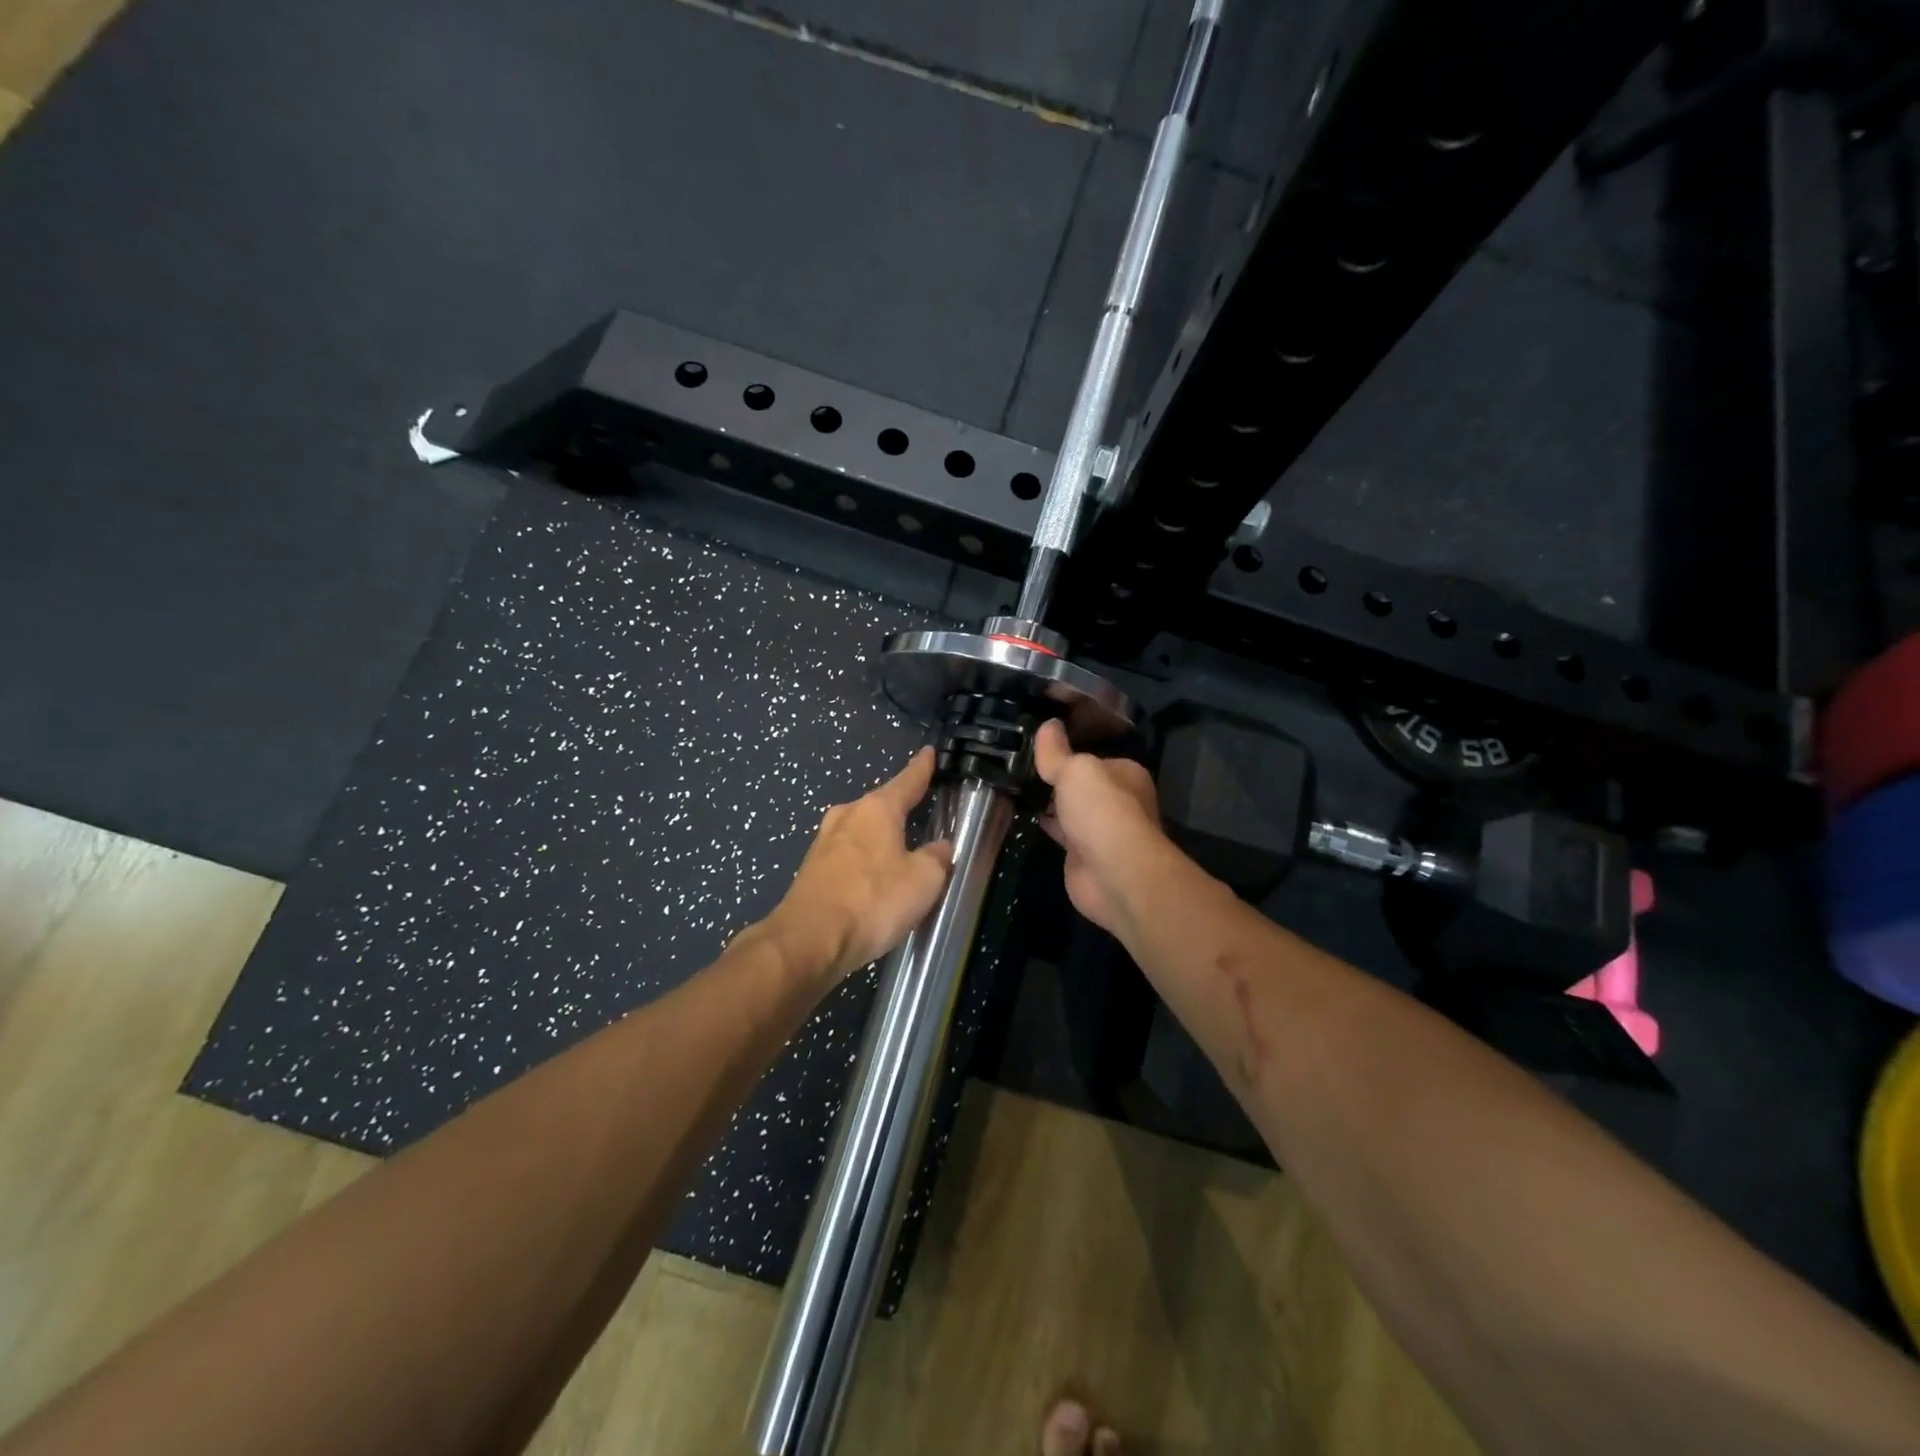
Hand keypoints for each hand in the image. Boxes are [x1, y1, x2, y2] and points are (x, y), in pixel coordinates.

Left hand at [767, 747, 952, 983]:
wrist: (809, 940)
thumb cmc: (872, 901)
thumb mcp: (923, 881)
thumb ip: (936, 858)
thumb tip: (938, 847)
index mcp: (877, 809)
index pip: (907, 780)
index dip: (921, 768)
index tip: (929, 753)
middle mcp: (847, 816)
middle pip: (880, 806)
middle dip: (898, 810)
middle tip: (918, 814)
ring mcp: (824, 842)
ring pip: (860, 832)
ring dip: (878, 840)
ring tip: (897, 854)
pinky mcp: (810, 870)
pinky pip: (846, 857)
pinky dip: (862, 864)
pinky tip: (871, 883)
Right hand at [1033, 719, 1163, 937]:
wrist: (1114, 874)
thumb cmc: (1102, 811)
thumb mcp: (1076, 770)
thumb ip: (1057, 751)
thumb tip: (1048, 724)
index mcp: (1124, 773)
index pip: (1091, 757)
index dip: (1065, 752)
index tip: (1034, 747)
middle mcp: (1117, 800)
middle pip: (1080, 784)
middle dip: (1055, 779)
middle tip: (1016, 766)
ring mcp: (1101, 830)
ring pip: (1069, 809)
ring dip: (1048, 803)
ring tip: (1013, 786)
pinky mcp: (1083, 855)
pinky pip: (1060, 833)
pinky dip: (1045, 825)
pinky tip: (1022, 814)